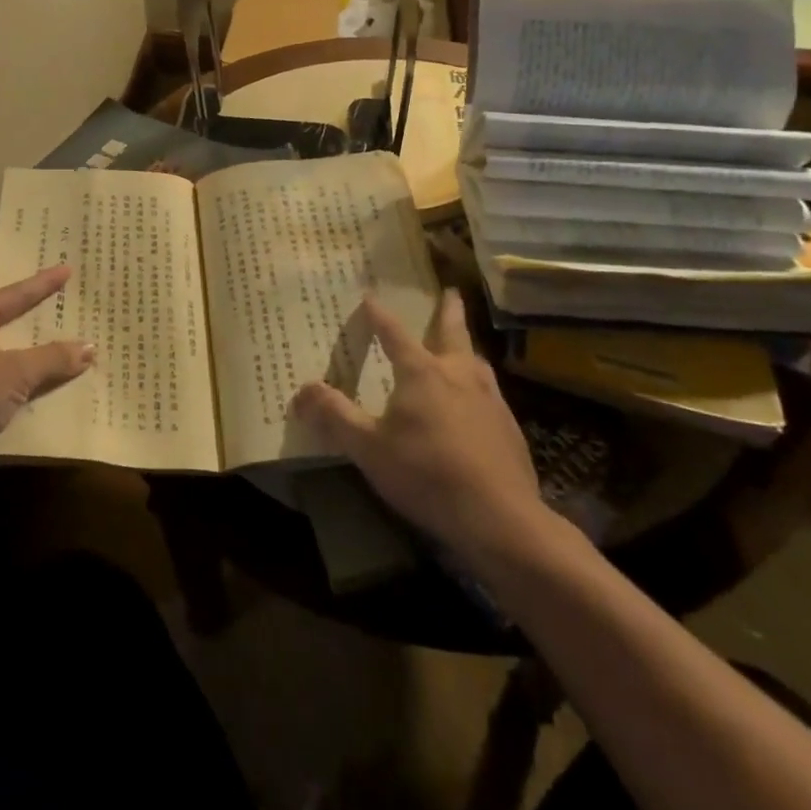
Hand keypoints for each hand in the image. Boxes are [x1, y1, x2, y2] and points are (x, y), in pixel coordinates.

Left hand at [0, 266, 93, 471]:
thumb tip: (90, 347)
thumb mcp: (15, 376)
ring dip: (20, 349)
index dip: (43, 284)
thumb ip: (53, 359)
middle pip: (1, 319)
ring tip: (50, 340)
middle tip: (61, 301)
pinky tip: (26, 380)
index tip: (67, 268)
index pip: (13, 295)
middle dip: (31, 316)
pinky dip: (6, 372)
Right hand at [293, 291, 557, 565]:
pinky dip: (478, 383)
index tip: (370, 296)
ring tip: (462, 345)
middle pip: (452, 332)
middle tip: (450, 291)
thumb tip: (301, 391)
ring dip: (466, 346)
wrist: (500, 518)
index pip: (394, 333)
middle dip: (447, 310)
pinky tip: (477, 402)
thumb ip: (334, 417)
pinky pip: (489, 392)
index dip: (379, 315)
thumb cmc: (427, 475)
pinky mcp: (509, 427)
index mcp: (422, 373)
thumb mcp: (369, 448)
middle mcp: (458, 374)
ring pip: (476, 360)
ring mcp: (489, 399)